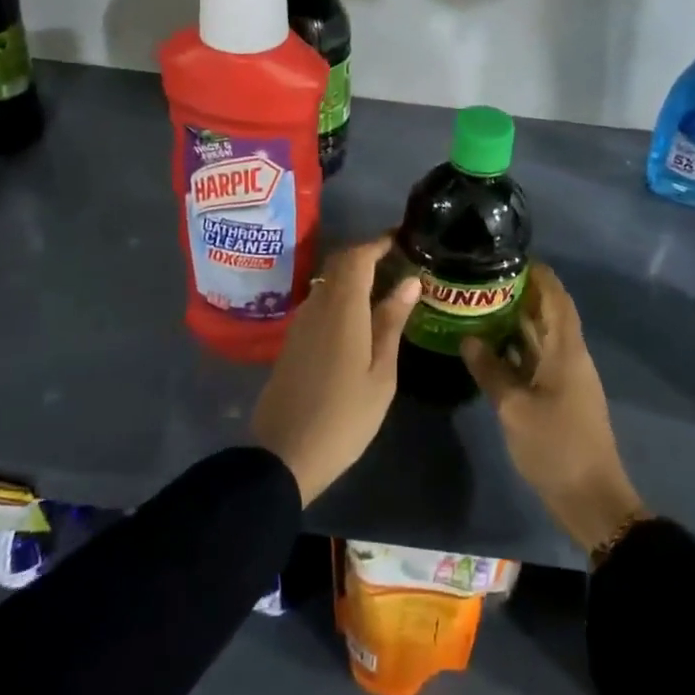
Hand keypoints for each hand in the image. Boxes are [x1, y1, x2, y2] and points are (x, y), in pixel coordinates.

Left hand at [252, 236, 420, 505]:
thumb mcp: (380, 374)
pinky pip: (320, 302)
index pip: (357, 256)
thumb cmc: (344, 417)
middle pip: (340, 264)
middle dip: (368, 255)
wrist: (283, 456)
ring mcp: (300, 322)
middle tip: (400, 262)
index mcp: (341, 308)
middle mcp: (317, 305)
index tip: (403, 239)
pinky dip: (342, 296)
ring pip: (328, 282)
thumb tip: (410, 281)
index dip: (378, 242)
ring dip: (354, 276)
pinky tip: (361, 316)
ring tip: (387, 287)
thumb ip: (392, 322)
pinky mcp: (293, 340)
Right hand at [463, 263, 643, 553]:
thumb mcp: (515, 408)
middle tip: (483, 279)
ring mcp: (567, 377)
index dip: (539, 274)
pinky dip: (518, 348)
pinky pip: (538, 359)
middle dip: (521, 293)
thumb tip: (468, 338)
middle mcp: (570, 356)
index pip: (557, 297)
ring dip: (517, 321)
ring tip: (481, 304)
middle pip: (549, 313)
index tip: (510, 256)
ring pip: (542, 337)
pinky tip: (490, 347)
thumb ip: (490, 370)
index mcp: (566, 350)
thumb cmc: (556, 447)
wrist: (591, 499)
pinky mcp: (561, 396)